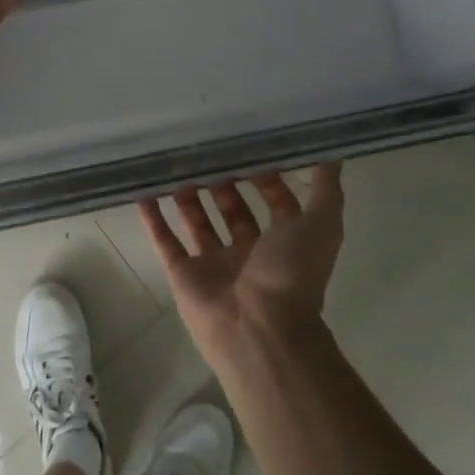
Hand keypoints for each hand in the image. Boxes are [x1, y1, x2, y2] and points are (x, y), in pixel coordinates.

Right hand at [141, 164, 344, 365]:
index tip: (249, 144)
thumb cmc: (292, 273)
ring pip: (198, 222)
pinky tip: (141, 190)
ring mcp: (215, 264)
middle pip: (233, 209)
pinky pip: (165, 241)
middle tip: (206, 148)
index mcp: (283, 242)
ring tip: (174, 162)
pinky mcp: (184, 274)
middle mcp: (250, 252)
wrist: (259, 330)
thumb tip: (333, 151)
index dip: (266, 176)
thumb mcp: (321, 224)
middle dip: (223, 181)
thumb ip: (326, 188)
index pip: (275, 201)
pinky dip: (153, 218)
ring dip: (188, 195)